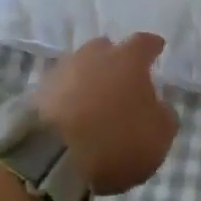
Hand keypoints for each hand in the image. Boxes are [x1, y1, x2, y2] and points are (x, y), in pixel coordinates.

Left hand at [34, 34, 177, 194]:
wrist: (51, 157)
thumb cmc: (115, 139)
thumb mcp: (158, 136)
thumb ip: (164, 117)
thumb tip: (159, 107)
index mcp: (127, 59)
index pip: (144, 43)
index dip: (152, 47)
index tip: (158, 48)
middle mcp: (93, 55)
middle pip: (106, 50)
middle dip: (114, 60)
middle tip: (122, 78)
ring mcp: (61, 72)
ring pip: (80, 68)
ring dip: (88, 81)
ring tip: (94, 102)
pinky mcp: (36, 94)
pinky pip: (59, 91)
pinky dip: (67, 100)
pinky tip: (72, 117)